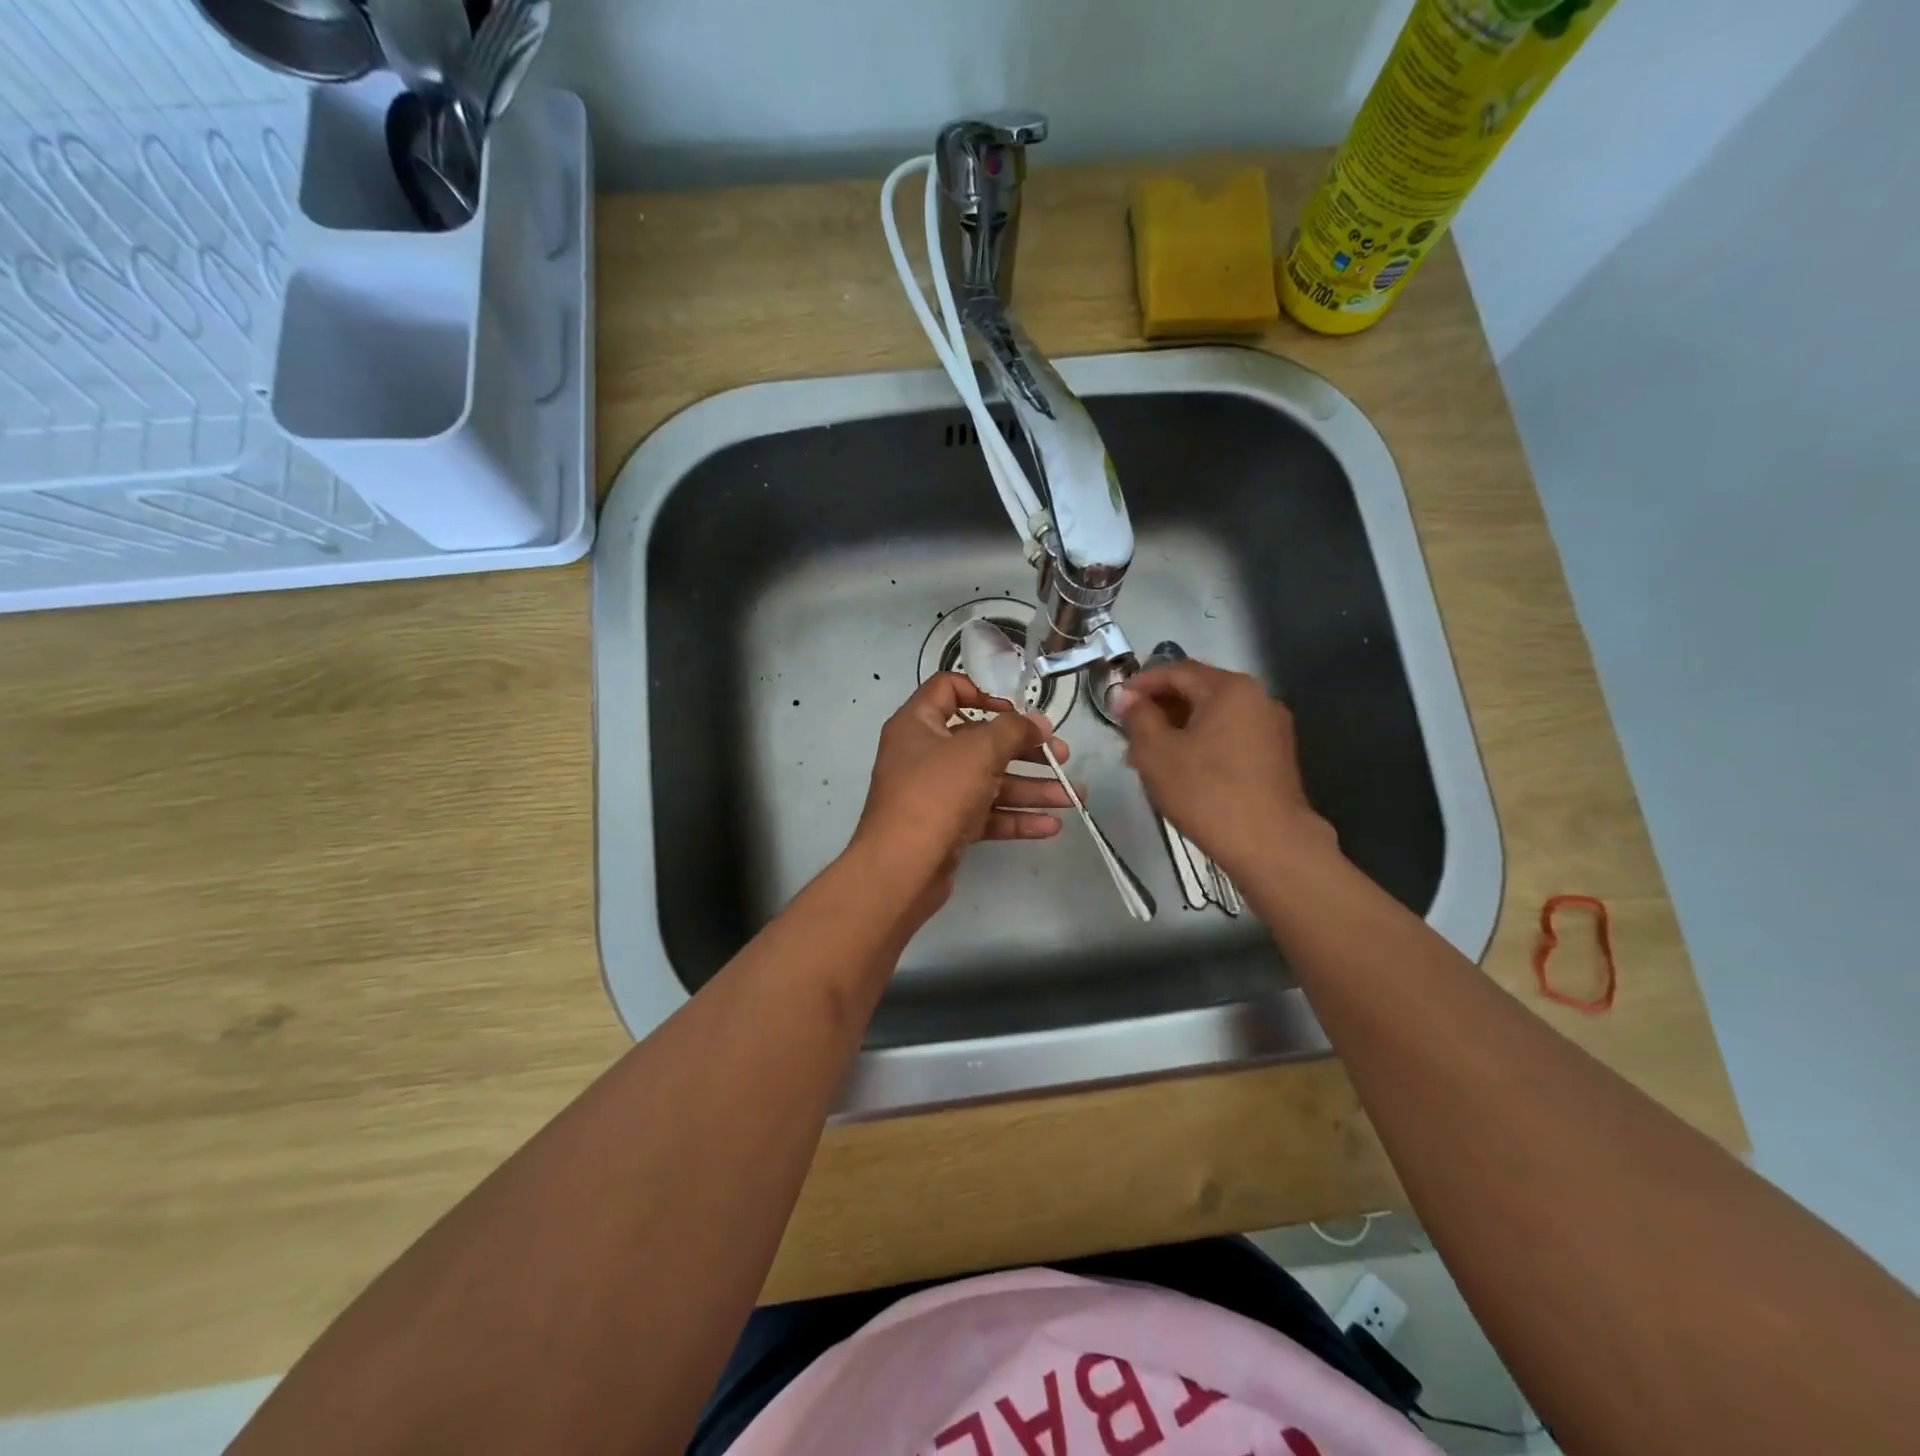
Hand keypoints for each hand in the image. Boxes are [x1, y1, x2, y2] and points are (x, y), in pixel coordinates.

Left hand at [850, 673, 1073, 911]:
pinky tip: (1051, 825)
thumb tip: (1036, 724)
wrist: (901, 868)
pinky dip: (1016, 818)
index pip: (949, 689)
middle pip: (980, 741)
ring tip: (1073, 796)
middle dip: (1026, 750)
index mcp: (918, 724)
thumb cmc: (936, 793)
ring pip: (989, 782)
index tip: (1017, 712)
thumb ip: (1013, 730)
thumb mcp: (979, 750)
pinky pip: (986, 815)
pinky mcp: (946, 827)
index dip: (984, 693)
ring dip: (1031, 788)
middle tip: (1062, 756)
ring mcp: (935, 793)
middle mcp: (924, 755)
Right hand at [1115, 659, 1336, 881]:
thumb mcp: (1156, 753)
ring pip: (1213, 715)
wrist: (1270, 845)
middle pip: (1198, 690)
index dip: (1142, 683)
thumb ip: (1137, 717)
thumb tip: (1125, 696)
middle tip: (1129, 730)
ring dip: (1179, 726)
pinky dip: (1202, 741)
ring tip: (1149, 754)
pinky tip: (1182, 768)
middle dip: (1160, 707)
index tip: (1116, 702)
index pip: (1177, 671)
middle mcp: (1257, 697)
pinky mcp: (1276, 754)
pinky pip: (1230, 735)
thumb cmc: (1206, 792)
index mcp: (1230, 688)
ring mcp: (1271, 726)